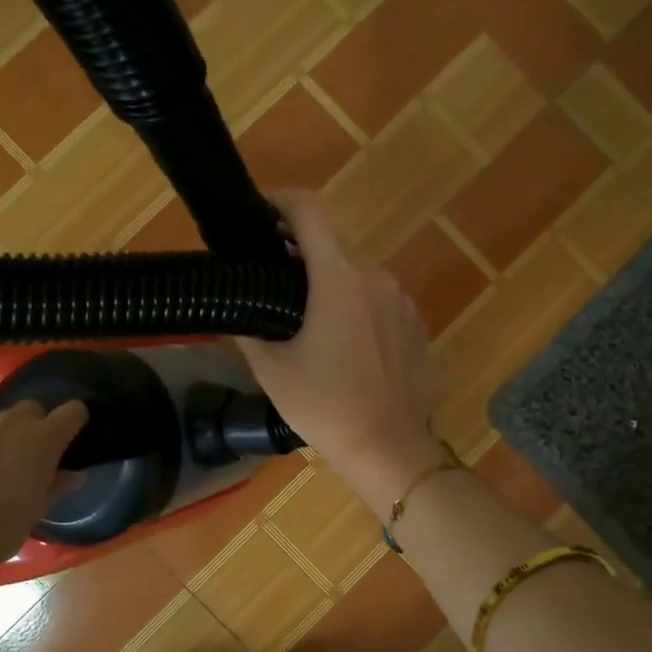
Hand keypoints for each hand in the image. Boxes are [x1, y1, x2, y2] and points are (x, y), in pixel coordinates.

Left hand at [0, 400, 87, 573]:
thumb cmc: (0, 528)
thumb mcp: (37, 511)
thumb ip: (57, 486)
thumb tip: (73, 475)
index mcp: (42, 439)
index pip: (73, 412)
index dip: (76, 422)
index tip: (73, 438)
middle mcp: (10, 425)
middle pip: (31, 409)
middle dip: (36, 426)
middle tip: (32, 457)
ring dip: (4, 439)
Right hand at [237, 192, 444, 511]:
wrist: (390, 449)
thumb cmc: (326, 406)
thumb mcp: (271, 369)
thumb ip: (248, 326)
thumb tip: (236, 304)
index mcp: (340, 277)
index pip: (309, 210)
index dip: (279, 202)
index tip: (257, 216)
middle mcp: (377, 276)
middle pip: (333, 241)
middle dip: (298, 247)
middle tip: (269, 275)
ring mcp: (402, 300)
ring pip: (357, 270)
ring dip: (327, 277)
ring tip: (302, 312)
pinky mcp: (415, 324)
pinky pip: (378, 297)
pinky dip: (354, 301)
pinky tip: (340, 340)